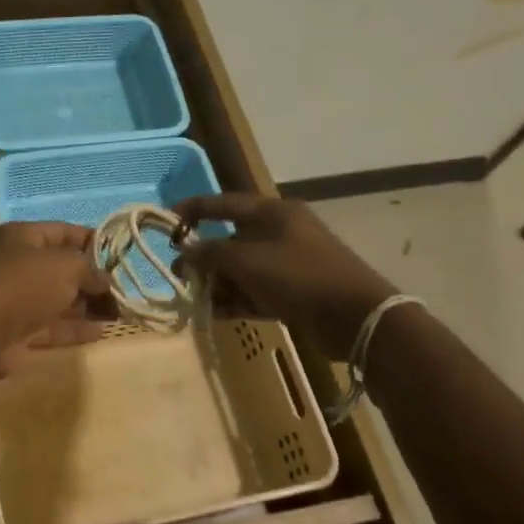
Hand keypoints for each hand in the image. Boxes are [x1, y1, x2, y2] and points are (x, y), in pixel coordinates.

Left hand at [0, 223, 113, 374]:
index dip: (92, 240)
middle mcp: (17, 265)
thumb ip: (90, 270)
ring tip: (120, 313)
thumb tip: (105, 281)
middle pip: (61, 268)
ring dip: (87, 306)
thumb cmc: (25, 284)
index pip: (63, 231)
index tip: (120, 254)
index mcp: (22, 238)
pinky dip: (75, 329)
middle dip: (92, 279)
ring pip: (57, 299)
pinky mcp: (17, 331)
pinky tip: (102, 332)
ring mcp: (16, 300)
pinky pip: (52, 327)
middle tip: (124, 290)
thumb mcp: (66, 266)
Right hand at [175, 193, 396, 359]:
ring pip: (242, 270)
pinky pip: (255, 292)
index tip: (166, 219)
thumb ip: (212, 253)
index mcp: (274, 214)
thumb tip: (186, 251)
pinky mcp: (293, 294)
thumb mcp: (248, 260)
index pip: (226, 204)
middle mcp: (281, 234)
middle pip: (232, 240)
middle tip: (178, 272)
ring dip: (218, 282)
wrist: (356, 319)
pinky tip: (215, 312)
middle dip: (204, 257)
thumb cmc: (300, 276)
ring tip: (195, 298)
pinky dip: (235, 300)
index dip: (195, 209)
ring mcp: (288, 265)